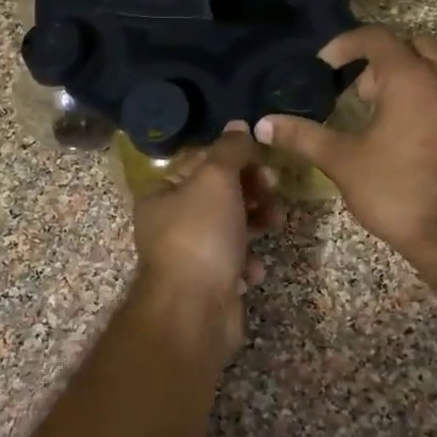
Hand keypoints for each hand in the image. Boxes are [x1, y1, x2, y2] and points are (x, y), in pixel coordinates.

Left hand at [131, 126, 279, 356]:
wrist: (195, 310)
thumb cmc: (201, 234)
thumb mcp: (216, 179)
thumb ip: (230, 150)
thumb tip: (239, 125)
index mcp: (162, 194)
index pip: (201, 163)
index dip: (235, 158)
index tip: (263, 162)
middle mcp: (170, 224)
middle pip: (219, 195)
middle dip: (251, 191)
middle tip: (274, 191)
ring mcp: (189, 256)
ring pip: (231, 228)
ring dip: (256, 223)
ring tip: (275, 224)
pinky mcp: (209, 284)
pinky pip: (234, 263)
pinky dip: (247, 262)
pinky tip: (252, 268)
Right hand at [257, 27, 436, 264]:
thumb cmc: (397, 189)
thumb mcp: (342, 161)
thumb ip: (302, 136)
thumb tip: (263, 124)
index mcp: (409, 78)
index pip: (375, 37)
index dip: (345, 44)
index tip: (324, 67)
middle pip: (411, 45)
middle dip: (381, 61)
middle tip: (358, 94)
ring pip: (436, 69)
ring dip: (407, 79)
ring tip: (382, 116)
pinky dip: (429, 99)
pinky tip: (410, 137)